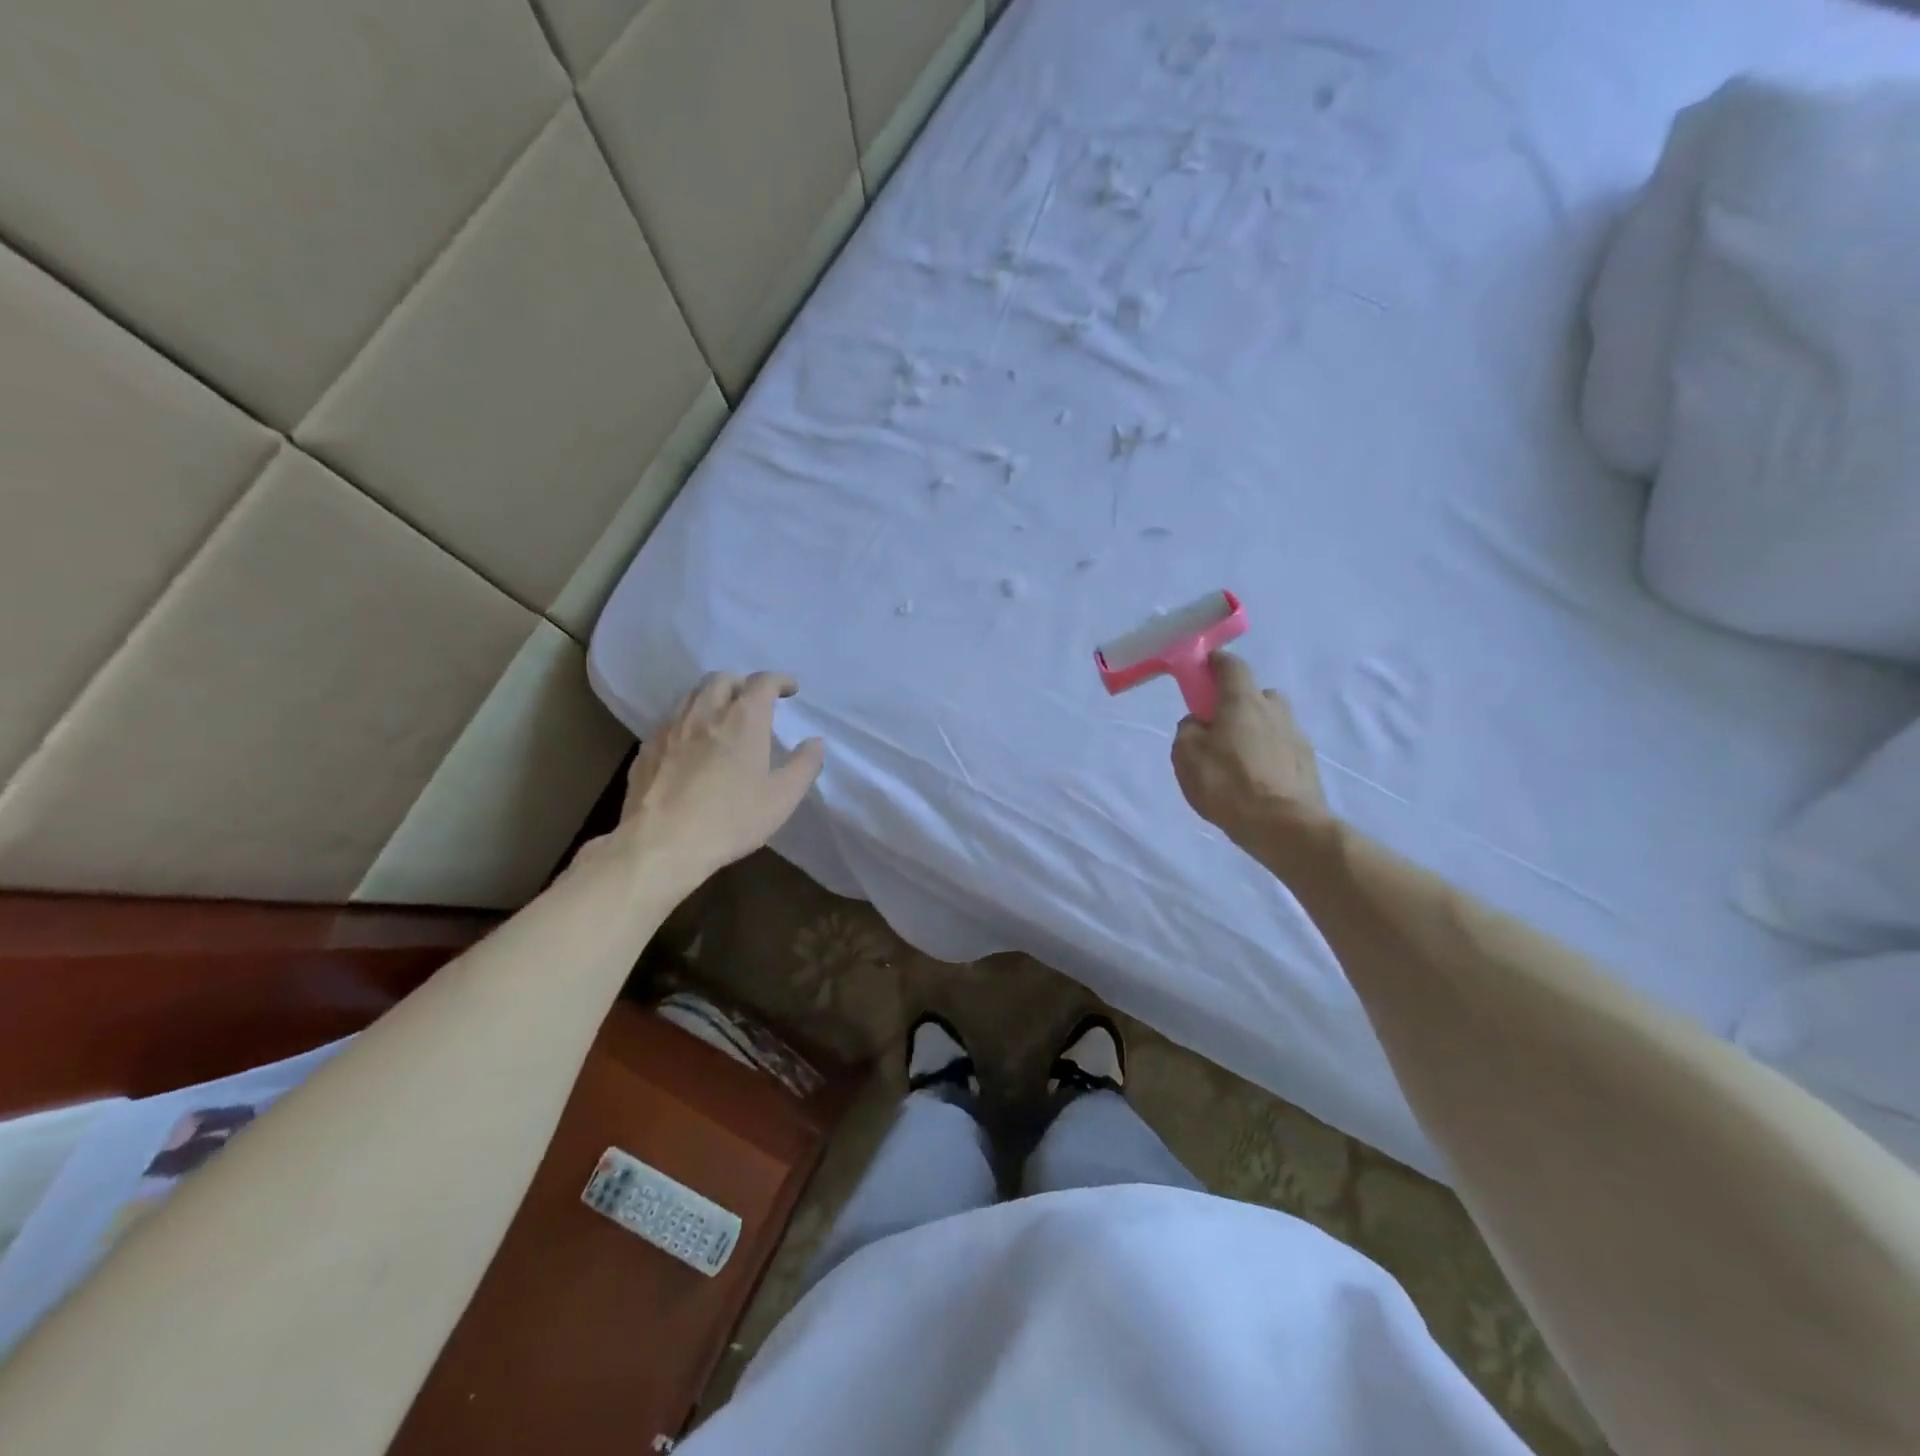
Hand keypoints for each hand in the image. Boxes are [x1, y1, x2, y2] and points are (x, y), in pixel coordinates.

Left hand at [613, 672, 823, 887]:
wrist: (661, 844)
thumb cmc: (730, 820)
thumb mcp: (781, 798)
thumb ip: (803, 766)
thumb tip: (814, 742)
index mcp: (743, 720)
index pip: (762, 682)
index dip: (779, 681)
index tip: (790, 689)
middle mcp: (705, 713)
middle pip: (722, 679)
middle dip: (742, 683)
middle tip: (754, 700)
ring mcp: (671, 728)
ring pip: (692, 695)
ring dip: (712, 696)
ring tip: (722, 716)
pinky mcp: (647, 748)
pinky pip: (671, 720)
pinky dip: (688, 720)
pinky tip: (691, 743)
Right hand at [1172, 653, 1330, 857]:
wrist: (1285, 827)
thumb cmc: (1228, 785)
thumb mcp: (1186, 756)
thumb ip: (1188, 730)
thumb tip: (1199, 723)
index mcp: (1242, 701)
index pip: (1231, 665)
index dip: (1214, 663)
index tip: (1201, 670)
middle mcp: (1274, 710)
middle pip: (1254, 694)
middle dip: (1236, 703)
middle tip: (1217, 729)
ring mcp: (1296, 735)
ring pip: (1270, 722)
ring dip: (1254, 731)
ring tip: (1237, 762)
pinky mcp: (1307, 763)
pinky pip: (1281, 748)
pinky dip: (1267, 755)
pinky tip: (1255, 781)